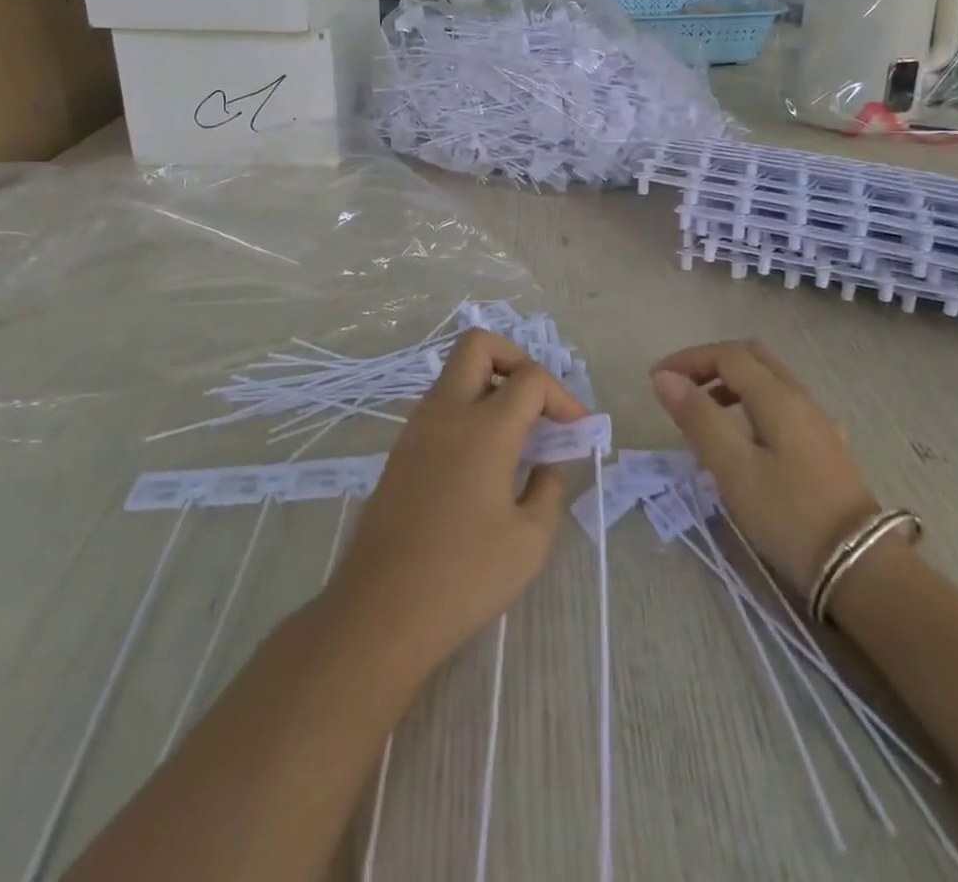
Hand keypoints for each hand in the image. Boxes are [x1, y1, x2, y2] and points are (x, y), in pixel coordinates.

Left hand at [327, 330, 586, 671]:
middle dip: (516, 359)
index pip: (530, 377)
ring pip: (455, 373)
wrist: (380, 611)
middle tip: (538, 401)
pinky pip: (440, 405)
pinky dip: (468, 410)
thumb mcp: (529, 541)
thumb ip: (548, 490)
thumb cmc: (463, 578)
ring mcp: (417, 428)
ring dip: (490, 385)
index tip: (577, 429)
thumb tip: (546, 465)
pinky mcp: (400, 450)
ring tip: (517, 433)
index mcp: (485, 428)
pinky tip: (485, 458)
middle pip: (478, 344)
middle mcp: (447, 413)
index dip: (562, 395)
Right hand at [651, 341, 879, 593]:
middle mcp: (801, 398)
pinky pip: (781, 403)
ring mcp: (818, 421)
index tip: (656, 381)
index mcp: (778, 397)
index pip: (727, 355)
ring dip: (730, 382)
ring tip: (703, 412)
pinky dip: (751, 402)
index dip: (688, 360)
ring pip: (769, 379)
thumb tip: (664, 378)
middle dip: (710, 363)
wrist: (860, 567)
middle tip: (679, 387)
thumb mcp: (733, 468)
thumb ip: (698, 418)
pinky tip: (744, 437)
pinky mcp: (825, 445)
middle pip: (751, 357)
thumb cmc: (788, 515)